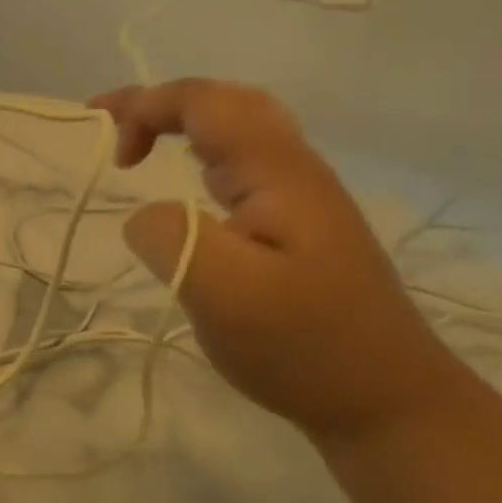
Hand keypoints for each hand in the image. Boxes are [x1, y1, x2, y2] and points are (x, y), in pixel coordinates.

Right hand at [91, 79, 461, 442]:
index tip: (109, 150)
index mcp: (277, 170)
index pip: (203, 101)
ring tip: (142, 144)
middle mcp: (293, 167)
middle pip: (225, 100)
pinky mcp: (302, 221)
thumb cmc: (306, 346)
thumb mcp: (223, 295)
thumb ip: (169, 236)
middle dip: (162, 102)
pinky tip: (195, 182)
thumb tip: (144, 215)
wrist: (392, 402)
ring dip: (184, 122)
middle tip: (114, 126)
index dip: (145, 105)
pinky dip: (204, 150)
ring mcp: (302, 193)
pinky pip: (246, 158)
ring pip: (240, 125)